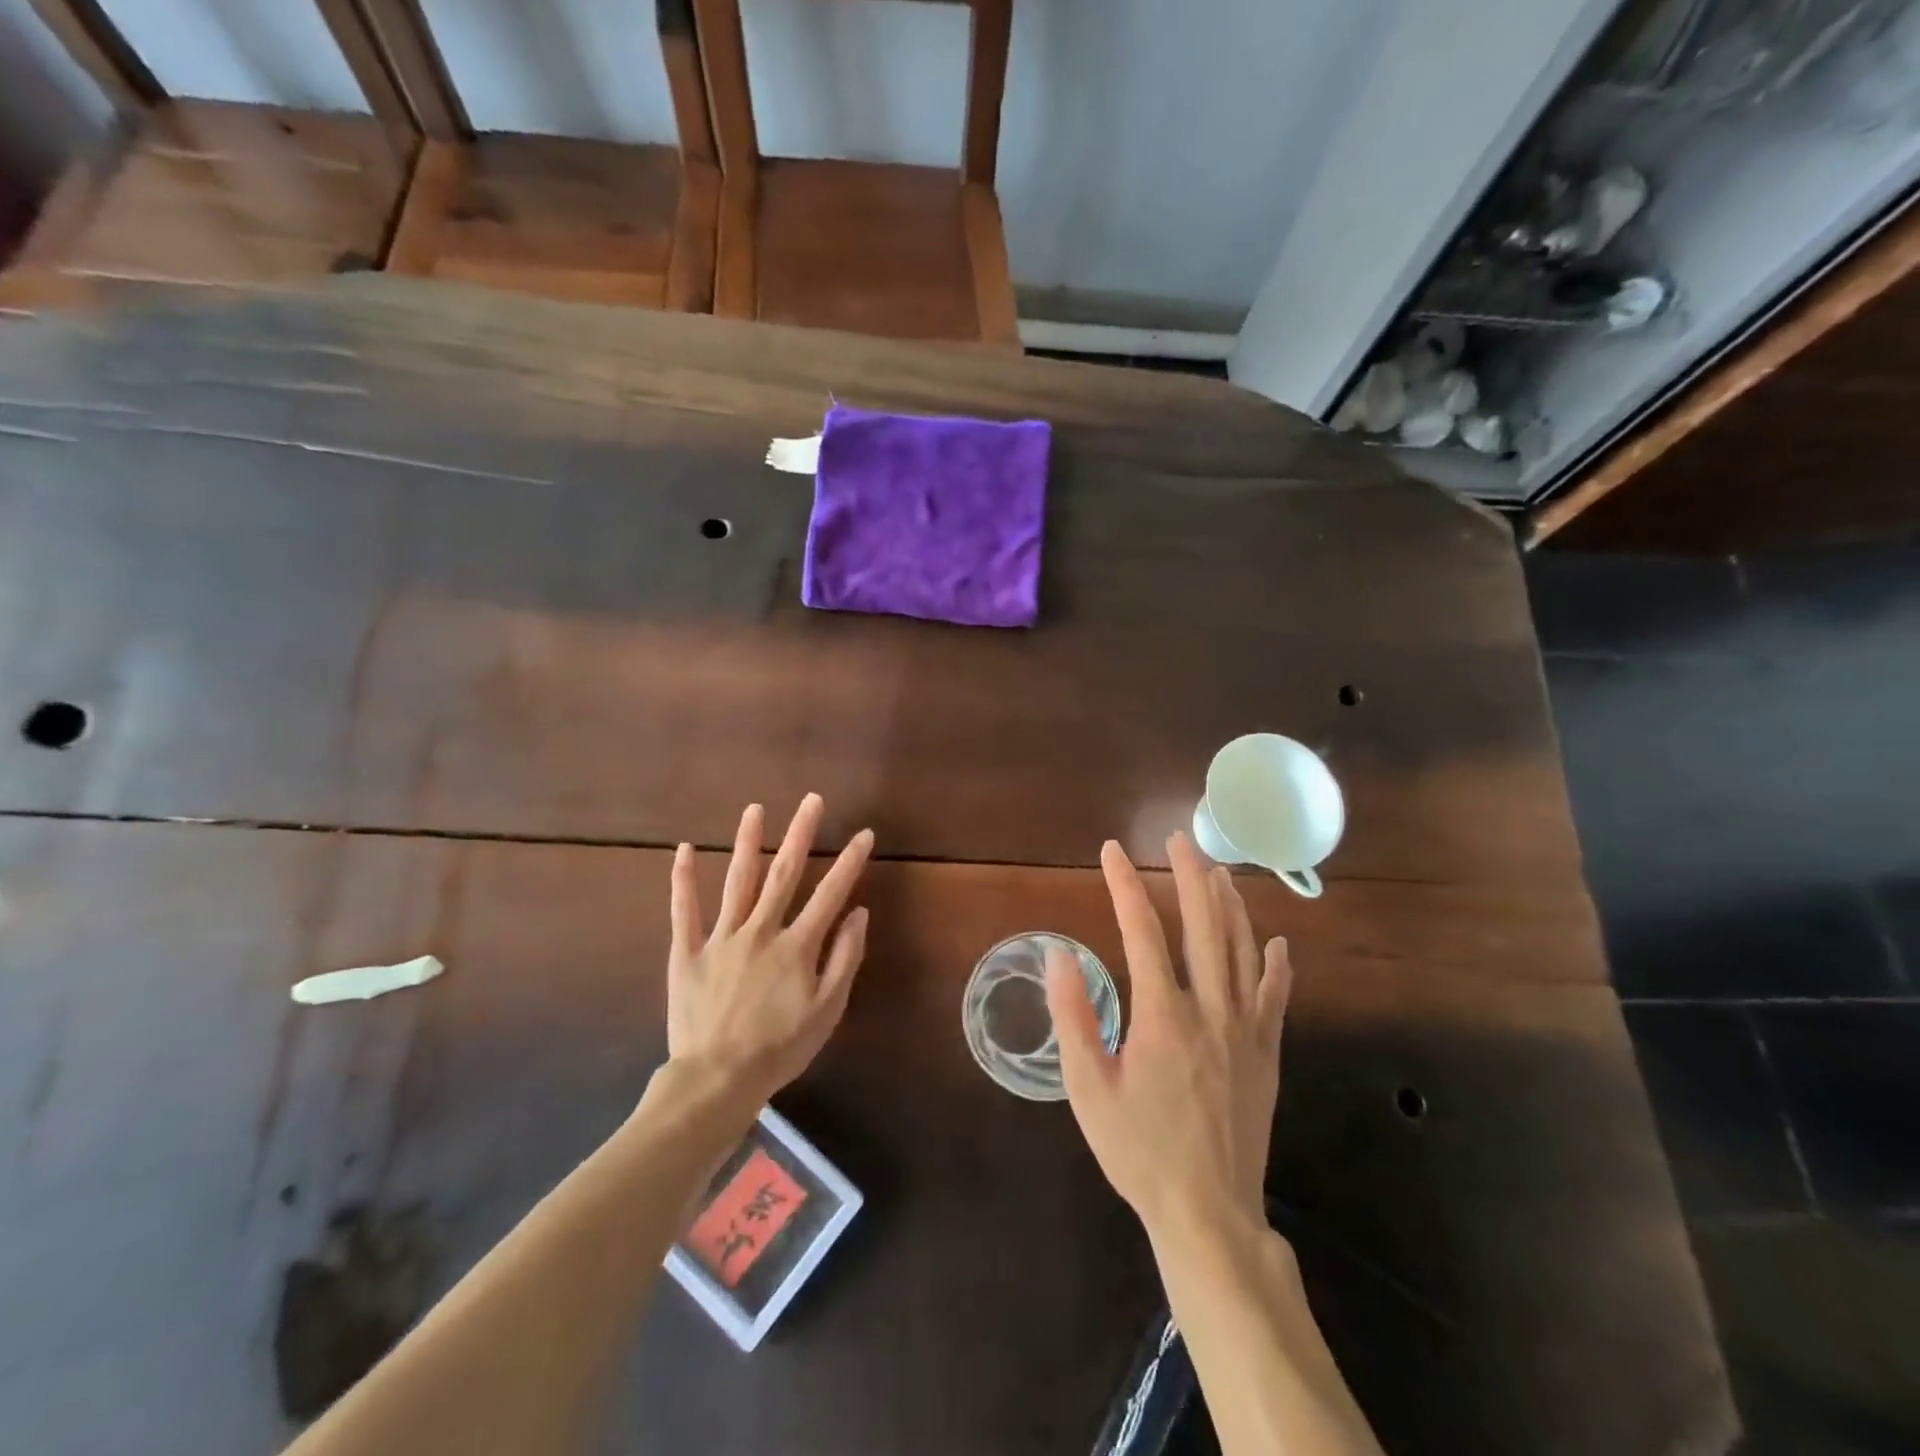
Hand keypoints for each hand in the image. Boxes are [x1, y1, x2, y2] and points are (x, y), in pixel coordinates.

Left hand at [667, 794, 873, 1103]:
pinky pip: (684, 911)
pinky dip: (683, 879)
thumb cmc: (780, 1047)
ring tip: (754, 809)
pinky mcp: (687, 952)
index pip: (830, 894)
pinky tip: (683, 849)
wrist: (718, 1079)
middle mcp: (761, 930)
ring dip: (747, 842)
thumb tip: (858, 913)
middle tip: (811, 800)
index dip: (849, 862)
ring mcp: (721, 938)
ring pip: (737, 881)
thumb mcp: (827, 1010)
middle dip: (800, 834)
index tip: (863, 834)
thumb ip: (844, 958)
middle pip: (784, 873)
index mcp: (796, 946)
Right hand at [1046, 833, 1291, 1239]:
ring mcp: (1245, 1030)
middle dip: (1191, 874)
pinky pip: (1276, 997)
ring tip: (1220, 870)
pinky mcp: (1267, 1054)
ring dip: (1231, 905)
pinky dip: (1277, 964)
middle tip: (1180, 838)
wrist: (1207, 1212)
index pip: (1142, 931)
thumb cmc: (1138, 1150)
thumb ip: (1074, 1018)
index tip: (1112, 851)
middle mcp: (1209, 1010)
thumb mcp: (1088, 1089)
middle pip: (1205, 925)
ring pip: (1243, 950)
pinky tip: (1276, 941)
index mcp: (1162, 1015)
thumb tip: (1059, 955)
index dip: (1125, 885)